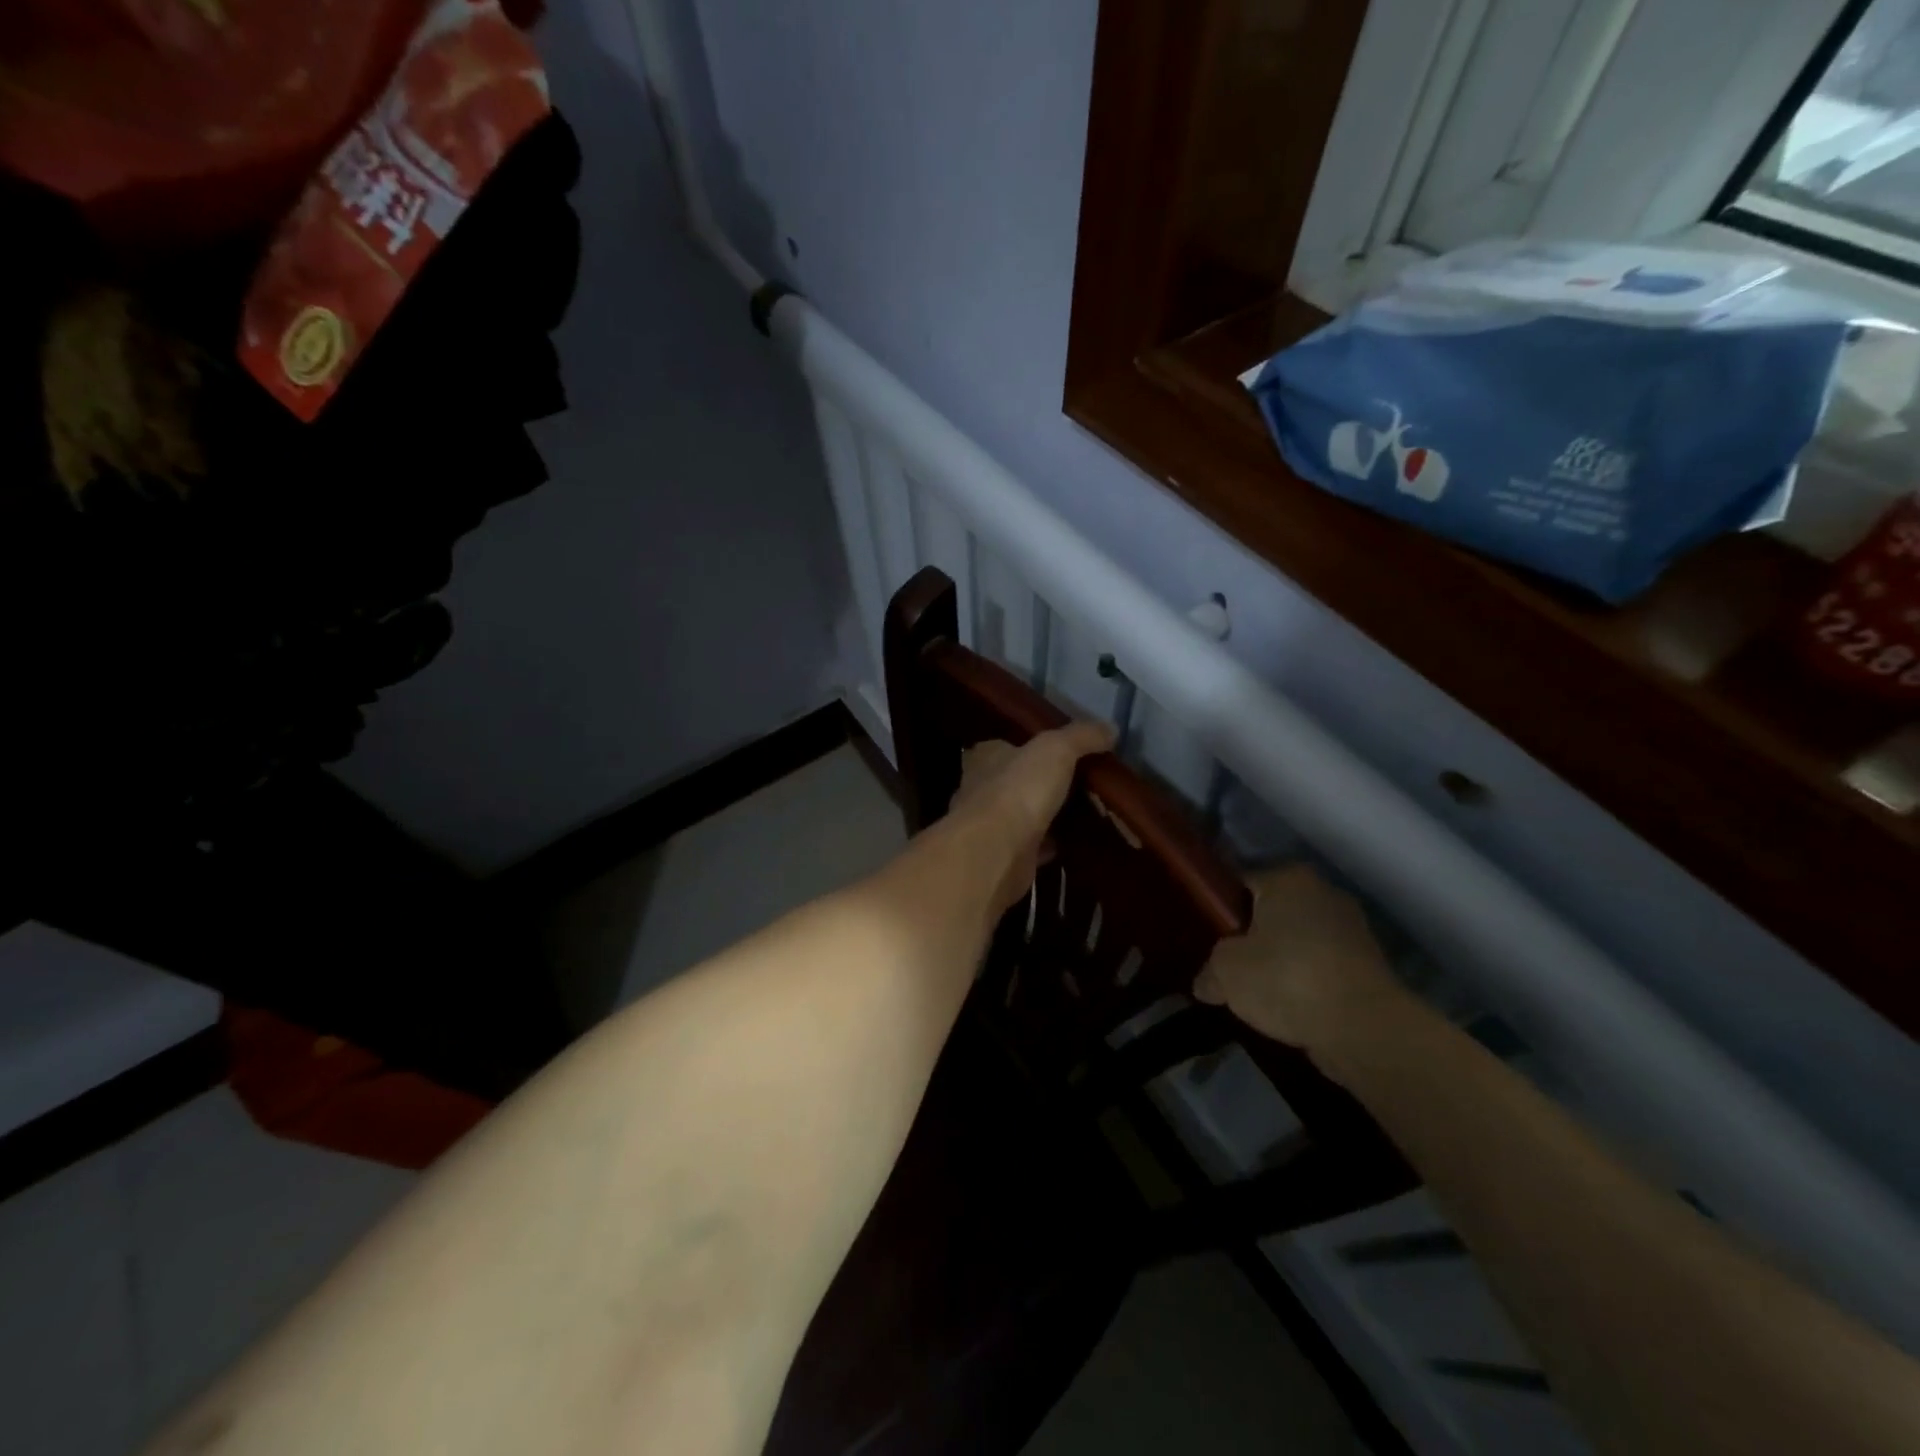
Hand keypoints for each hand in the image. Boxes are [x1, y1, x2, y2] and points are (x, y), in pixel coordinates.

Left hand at [948, 722, 1112, 914]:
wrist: (996, 852)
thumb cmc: (1018, 789)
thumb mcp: (1056, 749)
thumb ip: (1081, 736)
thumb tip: (1110, 728)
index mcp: (986, 758)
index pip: (1004, 746)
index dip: (1029, 747)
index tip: (1059, 752)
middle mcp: (981, 789)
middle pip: (1015, 781)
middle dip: (1041, 783)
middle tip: (1079, 784)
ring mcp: (990, 826)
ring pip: (1023, 815)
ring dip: (1045, 815)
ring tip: (1081, 812)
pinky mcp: (1004, 857)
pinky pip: (1032, 846)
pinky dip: (1049, 844)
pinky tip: (1072, 843)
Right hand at [1193, 864, 1412, 1058]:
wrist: (1363, 1028)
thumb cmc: (1286, 978)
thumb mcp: (1227, 972)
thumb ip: (1211, 971)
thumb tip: (1206, 983)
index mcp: (1288, 878)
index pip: (1241, 883)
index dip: (1219, 908)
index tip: (1206, 936)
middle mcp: (1324, 893)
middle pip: (1272, 912)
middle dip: (1252, 935)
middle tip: (1227, 964)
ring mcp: (1352, 930)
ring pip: (1299, 941)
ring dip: (1281, 961)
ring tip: (1256, 991)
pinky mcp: (1369, 967)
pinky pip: (1322, 967)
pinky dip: (1306, 982)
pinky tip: (1288, 1006)